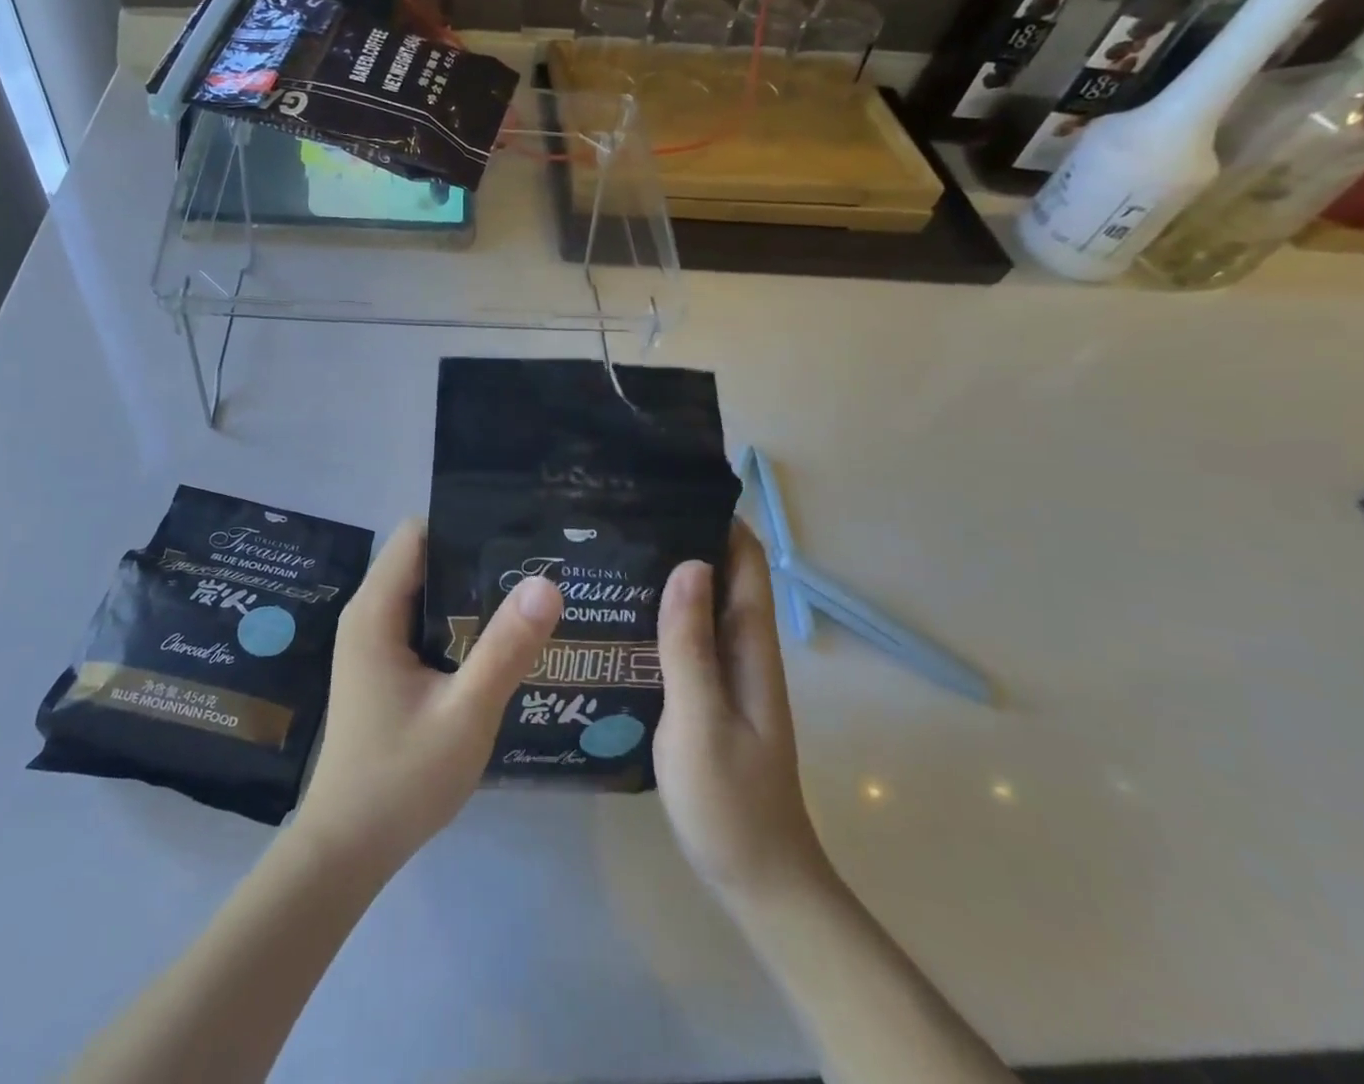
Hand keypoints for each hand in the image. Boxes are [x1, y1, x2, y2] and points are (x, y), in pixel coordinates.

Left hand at [294, 519, 561, 877]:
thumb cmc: (401, 780)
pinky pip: (423, 623)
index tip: (516, 532)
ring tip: (527, 594)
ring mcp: (373, 642)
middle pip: (424, 559)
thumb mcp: (465, 713)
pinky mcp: (383, 666)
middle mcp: (368, 615)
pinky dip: (457, 622)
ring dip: (469, 592)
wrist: (347, 850)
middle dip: (475, 557)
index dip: (464, 525)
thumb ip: (505, 648)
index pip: (418, 534)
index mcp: (375, 611)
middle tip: (535, 563)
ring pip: (425, 592)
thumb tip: (546, 582)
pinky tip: (498, 639)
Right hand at [654, 520, 830, 909]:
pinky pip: (684, 638)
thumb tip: (688, 562)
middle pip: (719, 574)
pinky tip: (615, 613)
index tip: (668, 486)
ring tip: (606, 551)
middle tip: (619, 514)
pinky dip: (659, 614)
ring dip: (666, 575)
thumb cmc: (729, 799)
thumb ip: (690, 644)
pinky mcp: (705, 694)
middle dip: (680, 537)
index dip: (717, 517)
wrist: (756, 877)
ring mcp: (723, 673)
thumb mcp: (701, 718)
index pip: (745, 560)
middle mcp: (741, 648)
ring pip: (698, 605)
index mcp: (750, 645)